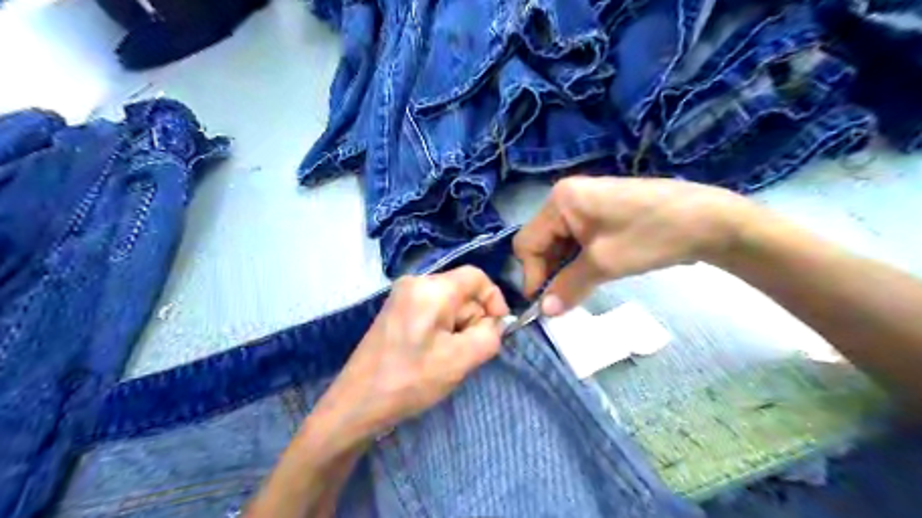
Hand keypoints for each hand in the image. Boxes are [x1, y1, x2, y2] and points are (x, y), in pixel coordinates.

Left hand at [314, 268, 506, 443]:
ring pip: (448, 303)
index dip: (494, 299)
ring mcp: (402, 296)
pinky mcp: (396, 310)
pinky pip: (432, 311)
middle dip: (472, 320)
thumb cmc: (410, 380)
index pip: (476, 277)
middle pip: (462, 291)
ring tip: (446, 358)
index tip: (497, 328)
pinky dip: (442, 329)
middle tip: (466, 353)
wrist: (358, 402)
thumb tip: (496, 323)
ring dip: (457, 328)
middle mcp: (415, 282)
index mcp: (431, 288)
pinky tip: (432, 354)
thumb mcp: (461, 360)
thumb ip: (490, 336)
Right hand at [511, 175, 756, 316]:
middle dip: (549, 271)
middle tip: (562, 300)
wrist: (709, 220)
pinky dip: (579, 259)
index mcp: (560, 200)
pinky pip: (577, 238)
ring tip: (580, 288)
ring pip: (560, 242)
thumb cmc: (650, 236)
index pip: (527, 242)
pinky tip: (592, 273)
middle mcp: (567, 195)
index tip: (543, 304)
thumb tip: (544, 312)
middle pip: (542, 241)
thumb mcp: (604, 264)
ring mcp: (586, 201)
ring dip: (564, 267)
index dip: (532, 275)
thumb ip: (568, 287)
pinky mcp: (602, 210)